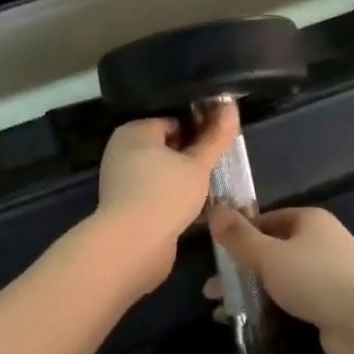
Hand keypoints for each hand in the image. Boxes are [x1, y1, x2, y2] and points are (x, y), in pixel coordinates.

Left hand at [94, 101, 240, 291]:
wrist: (133, 246)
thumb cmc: (166, 194)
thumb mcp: (198, 164)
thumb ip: (216, 138)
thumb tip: (232, 107)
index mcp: (134, 132)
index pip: (173, 121)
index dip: (199, 130)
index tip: (221, 143)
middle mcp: (122, 152)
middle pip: (167, 148)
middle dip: (193, 158)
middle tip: (219, 167)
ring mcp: (122, 182)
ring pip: (163, 174)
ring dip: (186, 181)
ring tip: (213, 188)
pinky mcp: (127, 208)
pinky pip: (157, 196)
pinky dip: (174, 200)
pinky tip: (198, 210)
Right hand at [206, 206, 353, 353]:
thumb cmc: (318, 280)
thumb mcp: (271, 256)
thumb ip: (240, 238)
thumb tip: (215, 210)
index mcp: (309, 221)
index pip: (265, 220)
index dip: (238, 235)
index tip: (213, 255)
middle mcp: (319, 244)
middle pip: (270, 252)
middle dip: (240, 271)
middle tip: (211, 291)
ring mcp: (325, 276)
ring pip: (279, 280)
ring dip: (251, 294)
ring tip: (221, 313)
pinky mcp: (328, 306)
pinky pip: (291, 302)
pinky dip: (270, 311)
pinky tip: (247, 325)